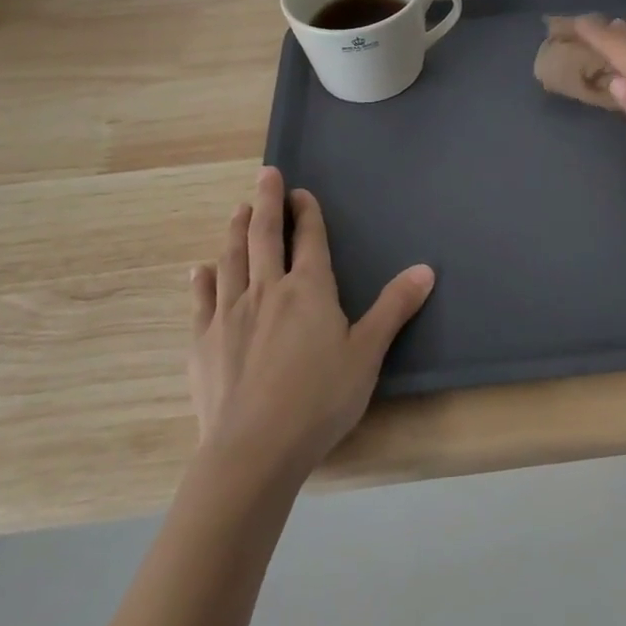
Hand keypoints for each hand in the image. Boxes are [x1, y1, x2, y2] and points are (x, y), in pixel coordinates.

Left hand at [187, 167, 433, 479]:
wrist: (254, 450)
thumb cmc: (319, 399)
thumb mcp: (367, 353)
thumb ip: (394, 308)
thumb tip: (426, 269)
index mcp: (309, 289)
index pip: (309, 239)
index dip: (307, 212)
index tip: (301, 191)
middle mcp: (267, 290)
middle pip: (264, 236)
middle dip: (267, 202)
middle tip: (265, 175)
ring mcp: (230, 314)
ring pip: (232, 259)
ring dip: (236, 230)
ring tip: (238, 210)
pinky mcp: (203, 342)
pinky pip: (202, 300)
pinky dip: (203, 280)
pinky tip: (199, 270)